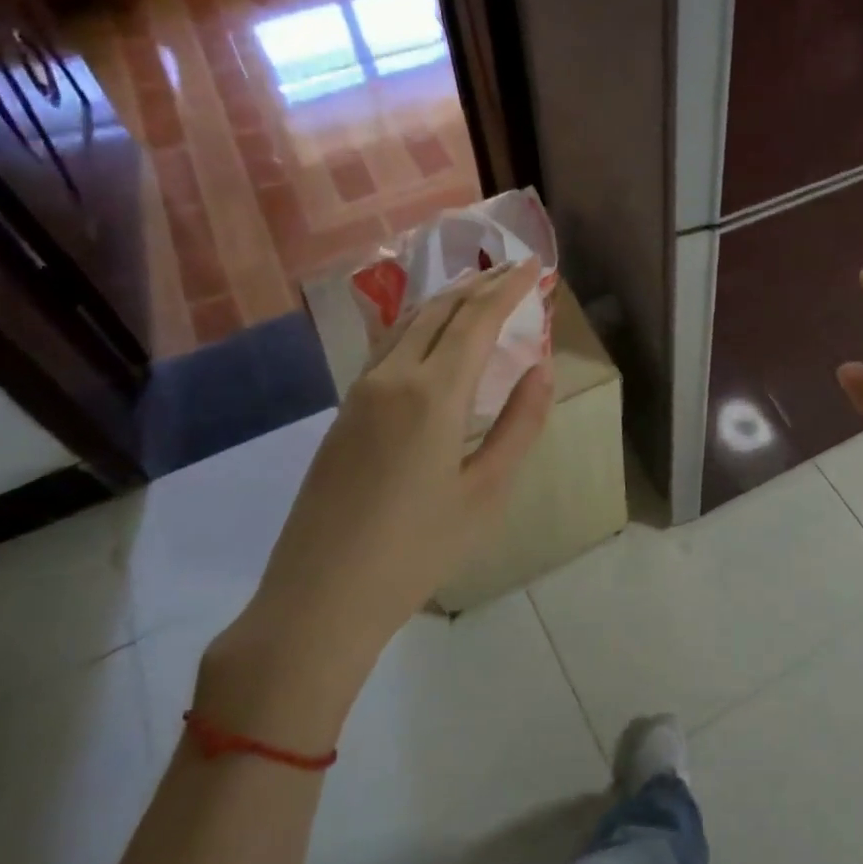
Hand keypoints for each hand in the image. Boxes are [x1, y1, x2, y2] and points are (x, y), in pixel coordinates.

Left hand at [200, 259, 552, 746]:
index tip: (534, 266)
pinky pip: (389, 346)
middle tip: (514, 270)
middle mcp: (393, 377)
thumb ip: (519, 424)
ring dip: (448, 299)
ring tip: (479, 290)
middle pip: (441, 310)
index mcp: (433, 394)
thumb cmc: (417, 550)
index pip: (477, 319)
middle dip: (480, 284)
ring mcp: (361, 391)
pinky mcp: (344, 411)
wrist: (320, 597)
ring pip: (409, 323)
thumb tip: (542, 369)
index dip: (508, 287)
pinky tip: (432, 334)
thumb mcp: (486, 492)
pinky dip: (421, 324)